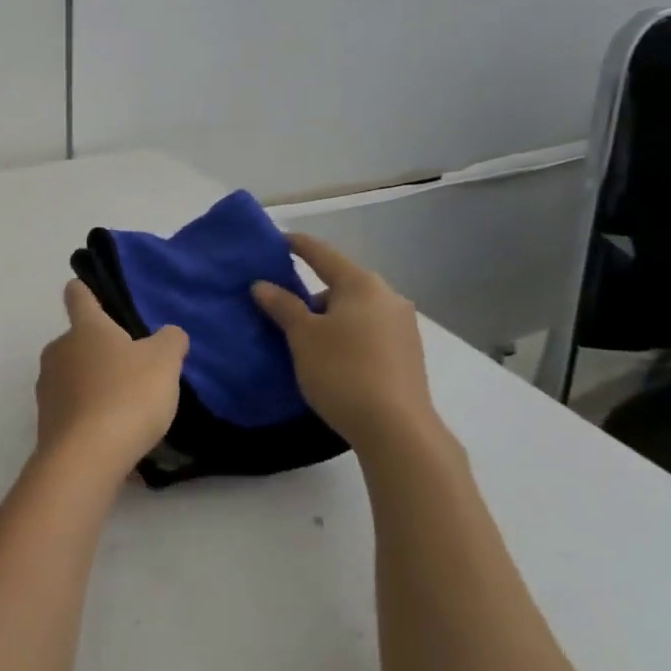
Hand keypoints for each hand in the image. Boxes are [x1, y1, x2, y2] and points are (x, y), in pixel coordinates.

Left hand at [35, 280, 188, 477]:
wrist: (86, 457)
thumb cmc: (127, 395)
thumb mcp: (164, 362)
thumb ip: (170, 341)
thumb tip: (170, 334)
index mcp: (85, 328)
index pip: (79, 296)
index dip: (84, 290)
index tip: (85, 288)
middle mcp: (58, 351)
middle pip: (78, 341)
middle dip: (101, 351)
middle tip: (132, 367)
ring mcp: (47, 387)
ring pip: (74, 377)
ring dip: (95, 386)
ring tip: (127, 407)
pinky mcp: (46, 422)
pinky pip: (73, 411)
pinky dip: (90, 417)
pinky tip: (114, 436)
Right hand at [251, 234, 437, 447]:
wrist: (397, 430)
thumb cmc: (342, 372)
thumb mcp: (302, 337)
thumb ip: (282, 306)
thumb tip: (262, 284)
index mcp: (362, 284)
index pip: (322, 254)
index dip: (296, 245)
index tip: (276, 240)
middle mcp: (388, 297)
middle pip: (340, 284)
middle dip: (311, 293)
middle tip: (282, 310)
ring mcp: (403, 326)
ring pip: (355, 310)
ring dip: (329, 318)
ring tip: (305, 342)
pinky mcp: (408, 354)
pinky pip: (368, 331)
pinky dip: (347, 336)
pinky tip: (333, 359)